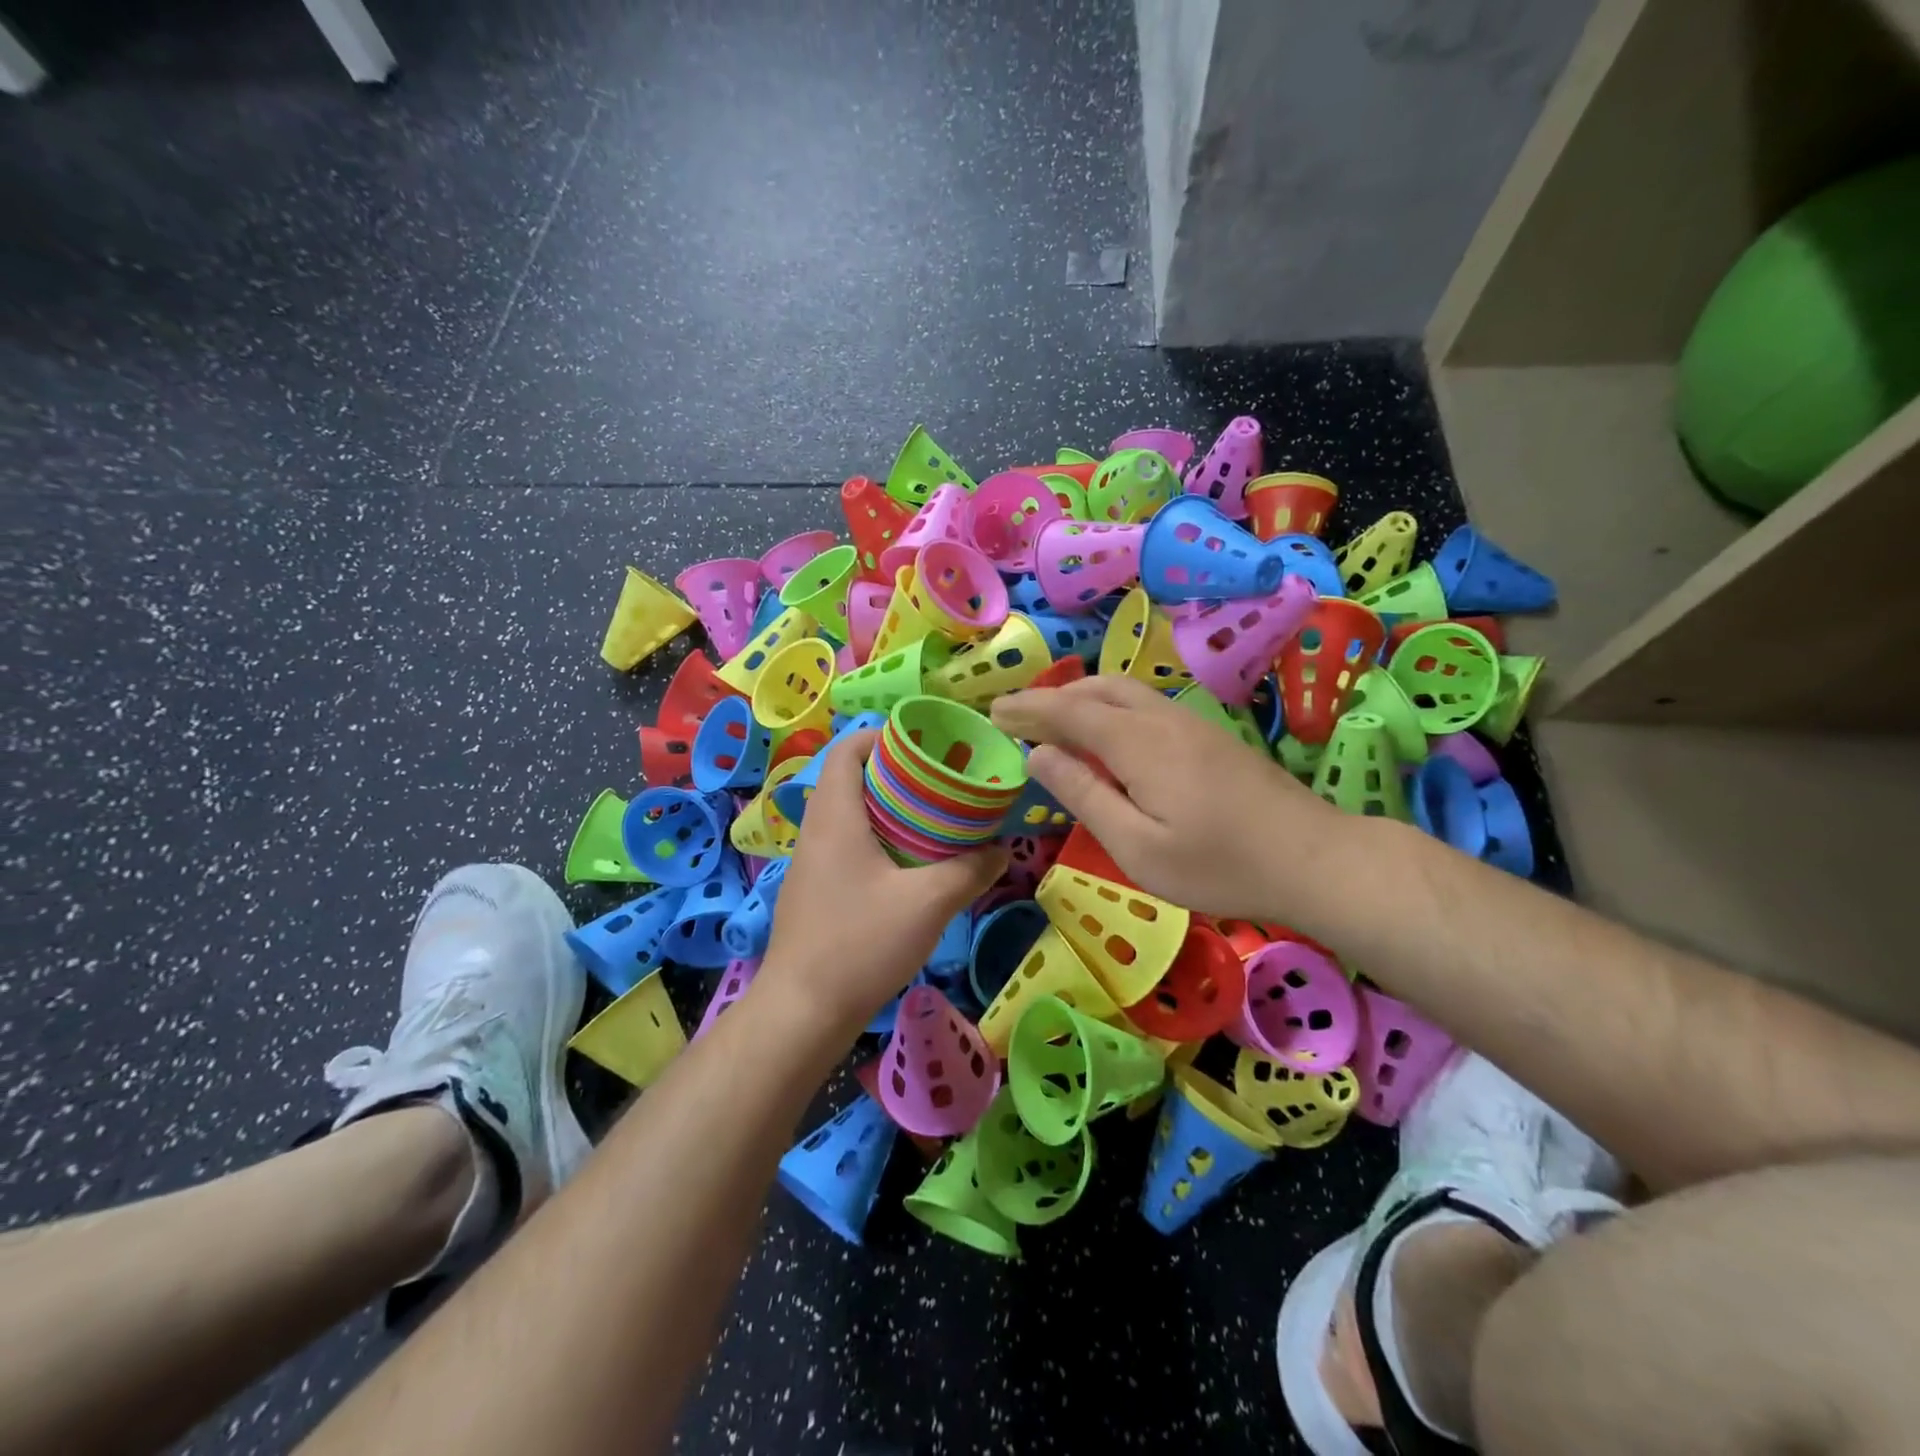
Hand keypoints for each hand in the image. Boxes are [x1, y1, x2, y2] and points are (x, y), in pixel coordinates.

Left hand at [761, 730, 1005, 1034]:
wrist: (802, 1011)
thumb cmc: (859, 944)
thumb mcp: (928, 904)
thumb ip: (969, 870)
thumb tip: (1000, 850)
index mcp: (835, 815)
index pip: (847, 749)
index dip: (883, 736)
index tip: (925, 745)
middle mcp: (817, 829)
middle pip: (852, 778)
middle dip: (897, 773)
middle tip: (943, 783)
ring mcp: (812, 862)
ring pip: (851, 814)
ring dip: (889, 809)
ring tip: (935, 820)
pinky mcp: (816, 889)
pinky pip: (848, 844)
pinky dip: (879, 839)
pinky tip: (911, 866)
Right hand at [991, 676, 1342, 922]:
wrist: (1313, 858)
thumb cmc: (1218, 865)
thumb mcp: (1137, 846)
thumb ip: (1084, 796)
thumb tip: (1039, 757)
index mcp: (1137, 743)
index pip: (1068, 711)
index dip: (1028, 709)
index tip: (993, 710)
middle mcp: (1160, 719)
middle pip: (1096, 690)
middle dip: (1051, 697)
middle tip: (1016, 715)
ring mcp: (1190, 723)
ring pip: (1124, 692)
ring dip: (1081, 697)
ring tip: (1053, 719)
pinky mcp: (1208, 735)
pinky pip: (1145, 704)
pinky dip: (1110, 706)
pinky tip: (1108, 733)